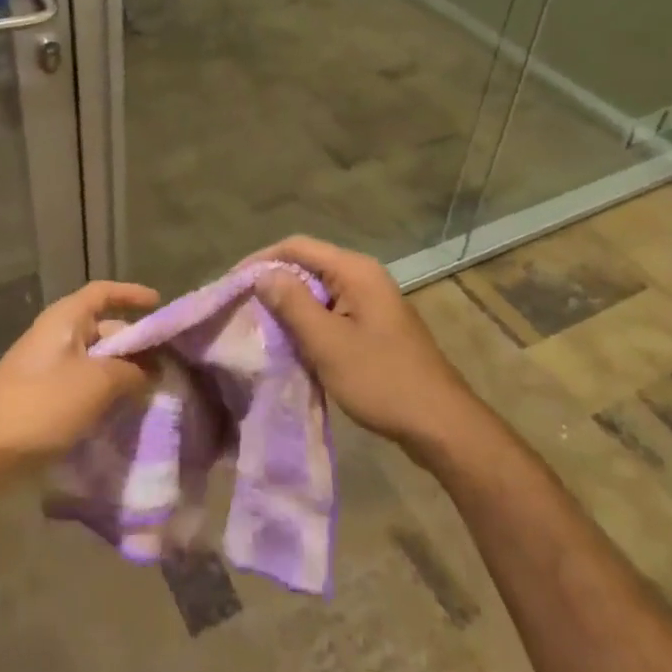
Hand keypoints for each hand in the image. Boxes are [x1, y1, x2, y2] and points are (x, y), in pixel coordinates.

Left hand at [0, 280, 160, 467]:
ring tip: (150, 391)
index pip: (103, 292)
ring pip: (93, 359)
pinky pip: (81, 383)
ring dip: (120, 372)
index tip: (160, 305)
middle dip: (133, 344)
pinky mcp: (41, 396)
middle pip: (102, 328)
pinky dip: (102, 391)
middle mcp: (55, 335)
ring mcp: (45, 366)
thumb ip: (131, 371)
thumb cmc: (42, 404)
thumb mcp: (97, 383)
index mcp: (65, 318)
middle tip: (165, 364)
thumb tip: (150, 371)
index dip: (131, 294)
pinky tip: (121, 412)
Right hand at [250, 236, 476, 459]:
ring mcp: (371, 302)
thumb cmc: (381, 380)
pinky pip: (332, 312)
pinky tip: (290, 344)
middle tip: (240, 306)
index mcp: (355, 271)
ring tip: (257, 325)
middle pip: (307, 266)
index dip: (261, 260)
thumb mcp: (327, 343)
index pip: (297, 247)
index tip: (231, 284)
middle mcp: (364, 277)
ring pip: (318, 291)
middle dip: (273, 283)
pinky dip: (308, 323)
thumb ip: (292, 304)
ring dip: (289, 306)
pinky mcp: (374, 326)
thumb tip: (263, 275)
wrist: (440, 424)